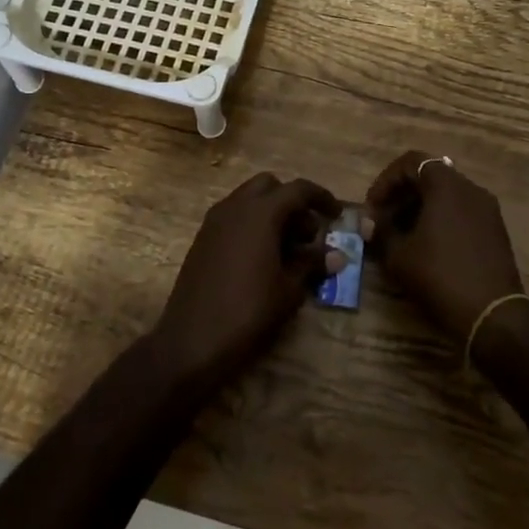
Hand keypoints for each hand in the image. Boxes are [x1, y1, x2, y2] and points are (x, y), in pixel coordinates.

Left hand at [149, 172, 342, 388]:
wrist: (191, 341)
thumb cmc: (248, 312)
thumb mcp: (289, 289)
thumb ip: (312, 264)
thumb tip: (335, 255)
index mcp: (260, 213)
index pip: (298, 189)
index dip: (321, 198)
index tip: (337, 215)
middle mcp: (234, 207)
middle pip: (269, 187)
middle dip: (292, 203)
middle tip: (308, 235)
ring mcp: (214, 222)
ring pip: (248, 200)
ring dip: (272, 214)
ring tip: (288, 251)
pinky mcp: (202, 240)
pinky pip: (233, 218)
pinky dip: (252, 225)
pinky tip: (263, 258)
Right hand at [366, 152, 523, 342]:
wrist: (492, 315)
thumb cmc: (441, 276)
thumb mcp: (400, 256)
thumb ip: (381, 231)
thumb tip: (369, 222)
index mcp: (447, 185)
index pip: (411, 162)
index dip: (386, 181)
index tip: (372, 208)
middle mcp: (471, 189)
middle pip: (430, 176)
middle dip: (401, 195)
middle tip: (382, 221)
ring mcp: (487, 209)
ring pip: (446, 195)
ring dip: (420, 208)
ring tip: (401, 236)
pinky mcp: (495, 230)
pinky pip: (461, 211)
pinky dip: (440, 219)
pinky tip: (427, 247)